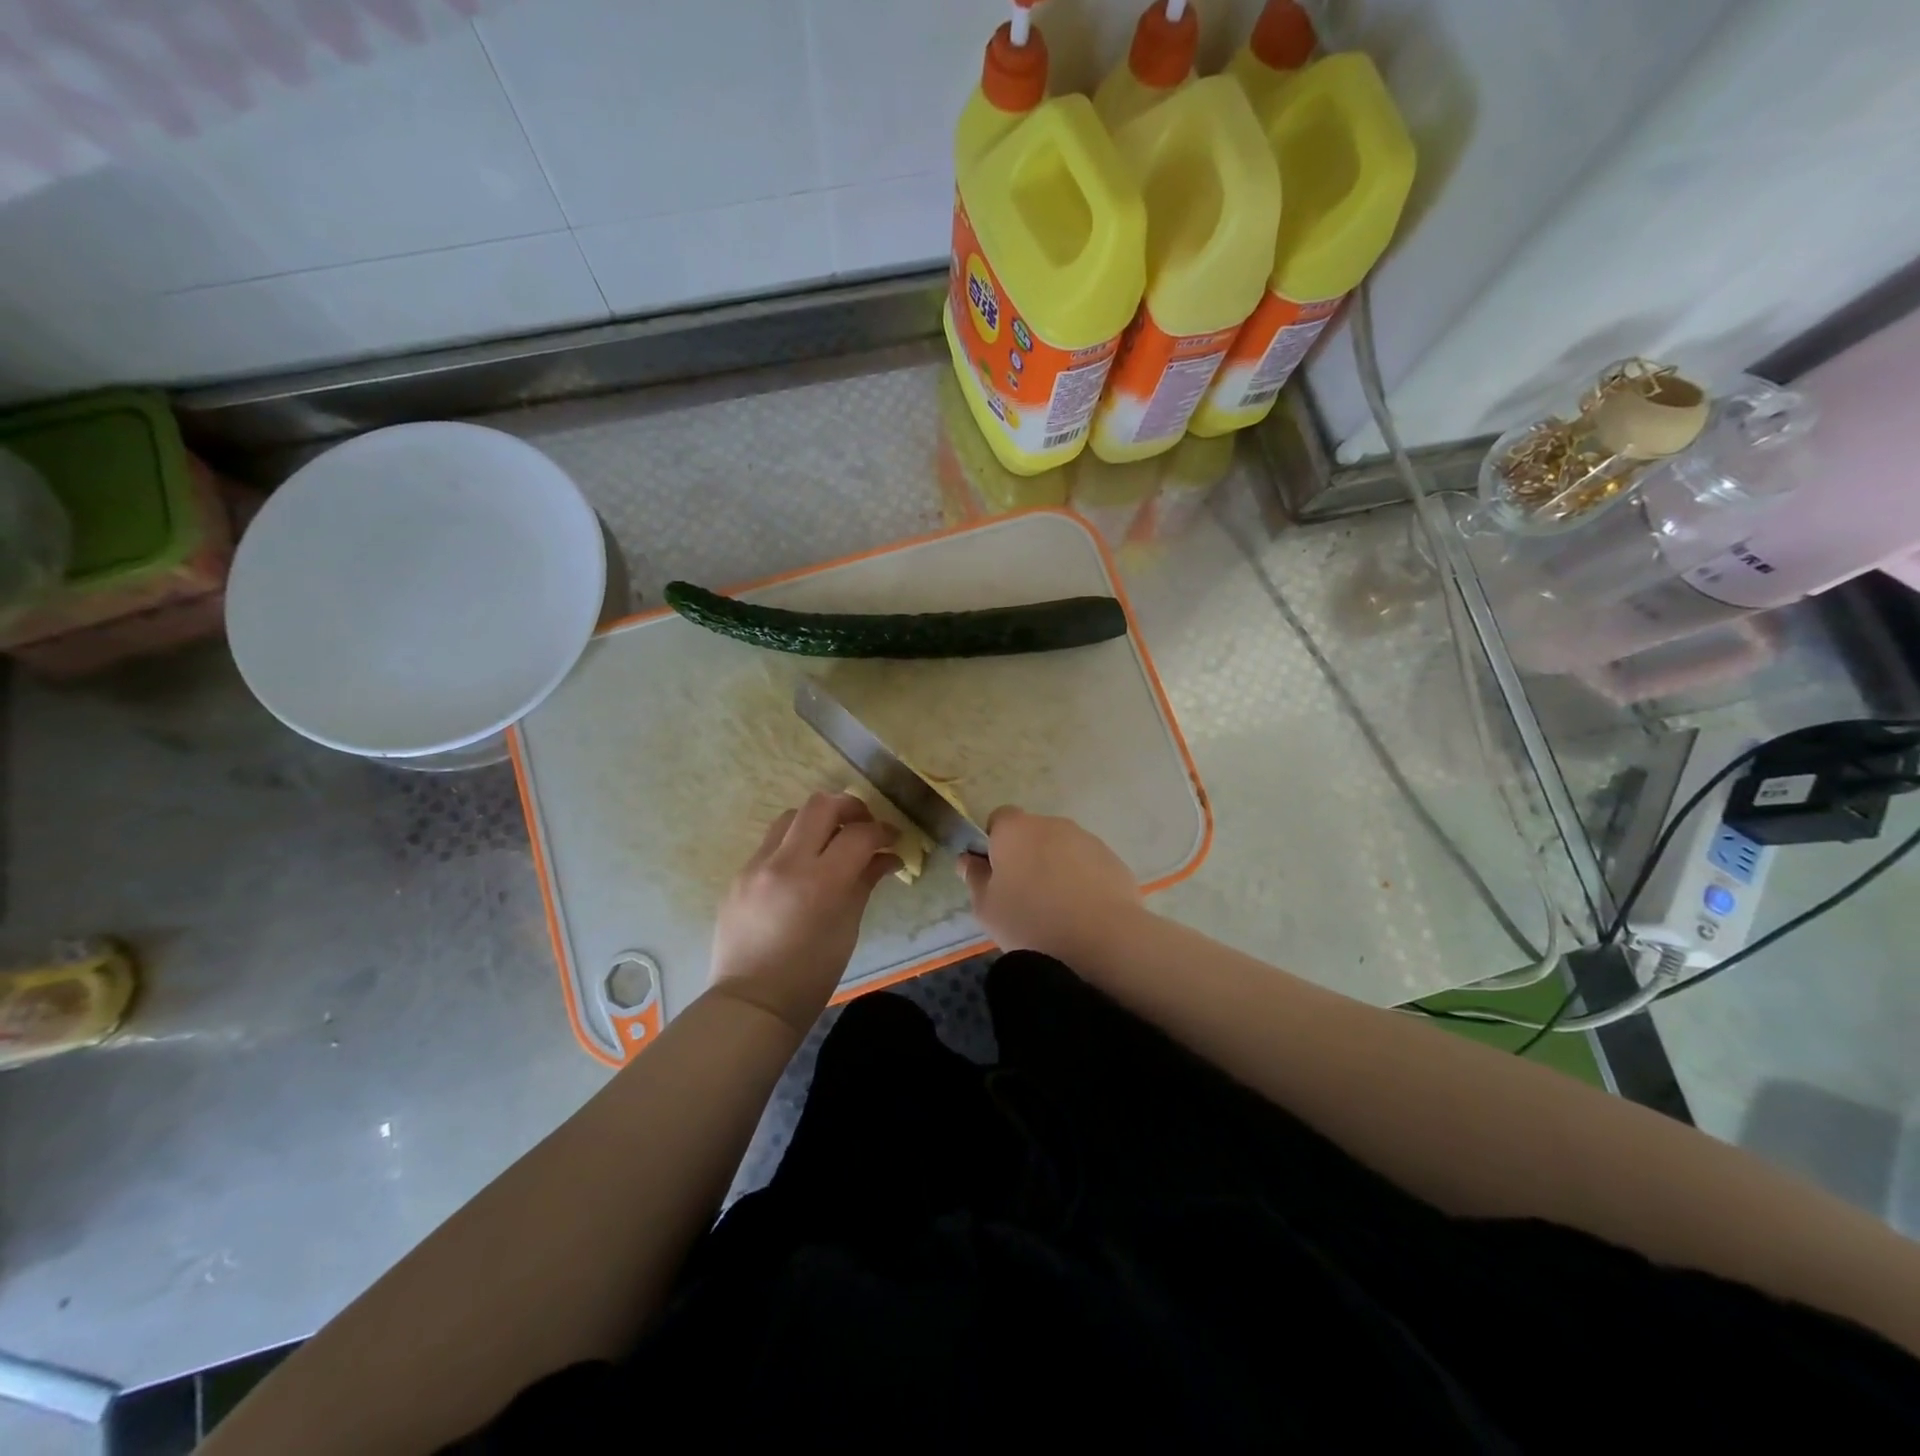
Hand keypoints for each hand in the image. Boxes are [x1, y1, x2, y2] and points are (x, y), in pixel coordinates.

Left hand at [709, 793, 898, 1033]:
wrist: (752, 1003)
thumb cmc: (811, 975)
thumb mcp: (848, 928)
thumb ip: (865, 882)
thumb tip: (887, 858)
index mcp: (819, 882)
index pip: (858, 834)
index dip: (882, 831)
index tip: (893, 838)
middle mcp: (784, 863)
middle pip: (820, 805)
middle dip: (849, 807)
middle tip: (864, 824)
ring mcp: (756, 866)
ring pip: (790, 816)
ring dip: (817, 820)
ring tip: (831, 840)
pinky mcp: (738, 875)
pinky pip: (770, 844)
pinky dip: (793, 843)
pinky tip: (803, 867)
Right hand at [959, 807, 1142, 962]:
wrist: (1100, 941)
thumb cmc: (1030, 922)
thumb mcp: (986, 908)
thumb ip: (975, 879)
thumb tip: (969, 860)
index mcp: (1015, 830)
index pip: (999, 819)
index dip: (995, 842)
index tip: (996, 872)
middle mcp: (1052, 825)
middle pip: (1033, 833)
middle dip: (1028, 855)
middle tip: (1025, 895)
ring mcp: (1087, 840)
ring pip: (1063, 849)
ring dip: (1057, 867)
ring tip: (1058, 909)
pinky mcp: (1113, 860)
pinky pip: (1089, 865)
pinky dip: (1083, 881)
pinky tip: (1083, 913)